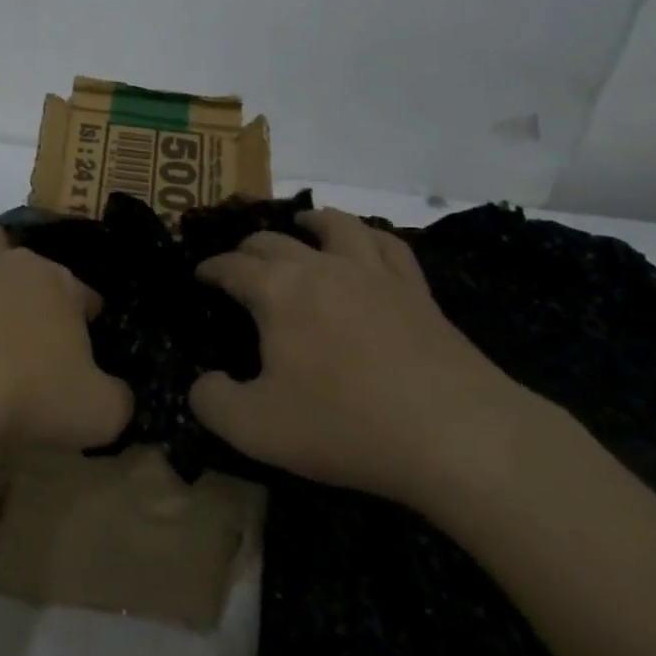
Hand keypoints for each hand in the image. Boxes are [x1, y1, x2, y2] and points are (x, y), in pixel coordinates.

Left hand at [0, 213, 131, 461]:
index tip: (82, 352)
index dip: (87, 320)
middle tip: (37, 335)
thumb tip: (119, 395)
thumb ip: (117, 401)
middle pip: (41, 269)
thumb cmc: (26, 396)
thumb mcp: (95, 413)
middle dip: (45, 292)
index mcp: (65, 290)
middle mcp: (22, 265)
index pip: (86, 296)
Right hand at [189, 208, 536, 506]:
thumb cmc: (345, 425)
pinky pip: (390, 246)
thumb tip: (202, 383)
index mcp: (278, 291)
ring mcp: (373, 273)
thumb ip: (213, 403)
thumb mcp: (257, 428)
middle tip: (240, 263)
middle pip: (275, 241)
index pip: (232, 266)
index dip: (210, 268)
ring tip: (303, 222)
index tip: (200, 274)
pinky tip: (368, 245)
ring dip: (312, 220)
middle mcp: (322, 267)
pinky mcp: (416, 291)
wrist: (455, 434)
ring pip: (337, 226)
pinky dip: (370, 237)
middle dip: (250, 248)